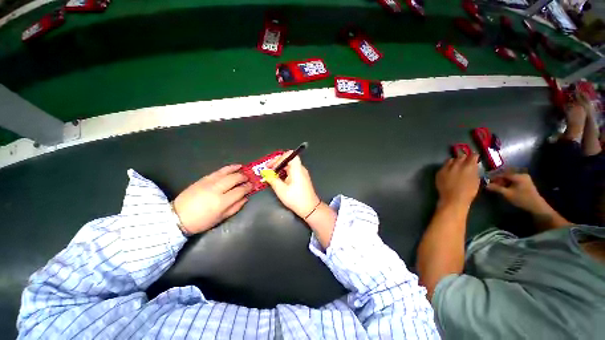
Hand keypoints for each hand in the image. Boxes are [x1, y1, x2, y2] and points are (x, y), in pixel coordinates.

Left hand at [172, 165, 251, 233]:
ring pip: (227, 172)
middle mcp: (217, 189)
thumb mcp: (221, 218)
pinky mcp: (203, 179)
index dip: (248, 187)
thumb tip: (245, 198)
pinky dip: (228, 168)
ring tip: (244, 168)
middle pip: (235, 179)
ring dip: (238, 170)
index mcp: (222, 202)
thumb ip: (235, 207)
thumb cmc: (201, 221)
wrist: (178, 217)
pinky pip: (218, 171)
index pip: (240, 191)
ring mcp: (209, 182)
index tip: (252, 186)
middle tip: (249, 178)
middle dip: (244, 177)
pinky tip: (234, 166)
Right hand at [264, 151, 320, 217]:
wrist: (310, 208)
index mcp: (297, 169)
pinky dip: (284, 173)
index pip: (290, 154)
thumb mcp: (281, 190)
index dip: (279, 158)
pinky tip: (278, 180)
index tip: (272, 166)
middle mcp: (300, 169)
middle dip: (277, 163)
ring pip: (289, 166)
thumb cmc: (296, 199)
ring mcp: (302, 174)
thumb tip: (266, 174)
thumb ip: (272, 180)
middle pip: (288, 159)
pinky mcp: (301, 179)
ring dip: (280, 169)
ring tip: (271, 175)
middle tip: (268, 169)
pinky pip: (292, 171)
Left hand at [436, 154, 479, 207]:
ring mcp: (447, 168)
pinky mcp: (439, 172)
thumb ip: (474, 170)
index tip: (474, 158)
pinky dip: (447, 167)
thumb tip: (473, 165)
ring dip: (454, 161)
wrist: (453, 198)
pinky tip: (449, 171)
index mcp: (469, 166)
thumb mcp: (476, 180)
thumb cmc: (468, 192)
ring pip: (450, 160)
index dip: (474, 156)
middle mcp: (457, 164)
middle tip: (465, 161)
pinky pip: (443, 166)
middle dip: (464, 158)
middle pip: (461, 156)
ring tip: (456, 165)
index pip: (472, 156)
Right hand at [486, 172, 549, 213]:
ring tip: (498, 187)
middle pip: (507, 175)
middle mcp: (522, 174)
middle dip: (499, 179)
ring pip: (510, 178)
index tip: (488, 181)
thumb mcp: (507, 194)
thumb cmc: (522, 199)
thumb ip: (496, 188)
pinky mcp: (526, 182)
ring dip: (503, 182)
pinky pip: (514, 180)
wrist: (536, 206)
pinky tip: (505, 188)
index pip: (503, 174)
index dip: (494, 177)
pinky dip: (508, 183)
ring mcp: (525, 178)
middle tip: (492, 185)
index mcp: (518, 176)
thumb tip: (486, 185)